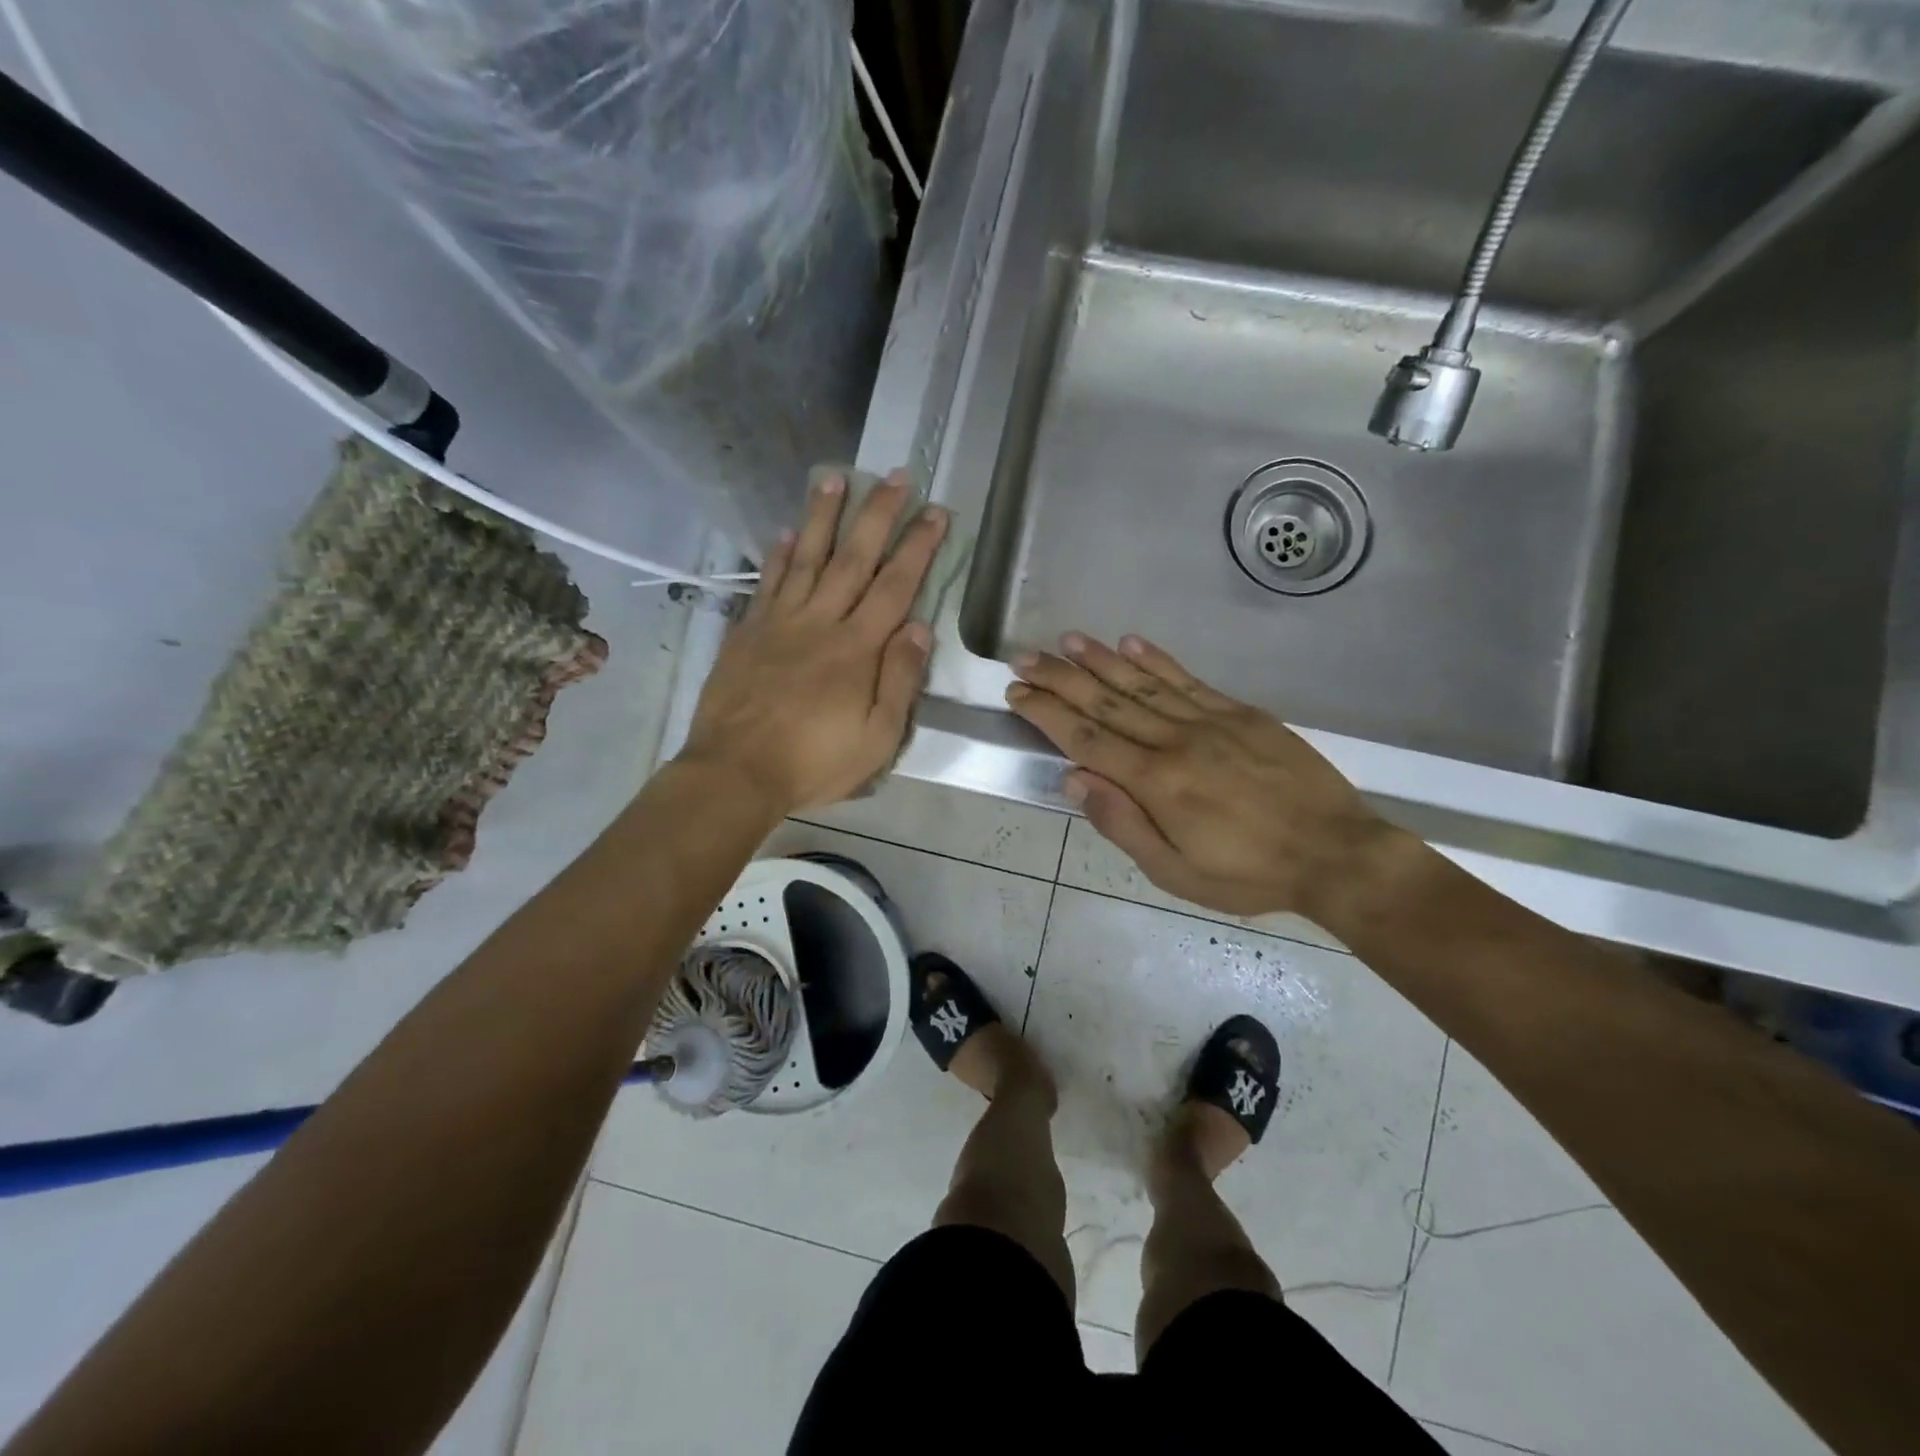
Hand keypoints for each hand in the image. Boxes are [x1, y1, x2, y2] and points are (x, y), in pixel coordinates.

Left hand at [680, 471, 947, 816]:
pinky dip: (779, 555)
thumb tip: (921, 628)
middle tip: (897, 476)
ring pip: (807, 558)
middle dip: (878, 515)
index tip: (935, 512)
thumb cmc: (813, 762)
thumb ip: (899, 680)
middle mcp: (820, 622)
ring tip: (835, 478)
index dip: (918, 546)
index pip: (896, 586)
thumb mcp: (876, 738)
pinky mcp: (748, 632)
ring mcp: (780, 623)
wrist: (735, 772)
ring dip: (823, 517)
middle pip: (854, 558)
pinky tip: (788, 531)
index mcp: (857, 649)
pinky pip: (767, 583)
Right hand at [1005, 634, 1402, 919]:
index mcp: (1156, 783)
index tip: (1017, 691)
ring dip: (1099, 660)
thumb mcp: (1175, 872)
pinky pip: (1189, 680)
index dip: (1046, 713)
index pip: (1086, 739)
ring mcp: (1210, 721)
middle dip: (1060, 679)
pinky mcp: (1240, 713)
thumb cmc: (1248, 873)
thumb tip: (1073, 779)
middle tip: (1024, 657)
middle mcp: (1176, 741)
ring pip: (1142, 683)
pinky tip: (1130, 642)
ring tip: (1066, 641)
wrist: (1335, 853)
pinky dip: (1157, 659)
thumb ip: (1122, 824)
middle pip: (1106, 703)